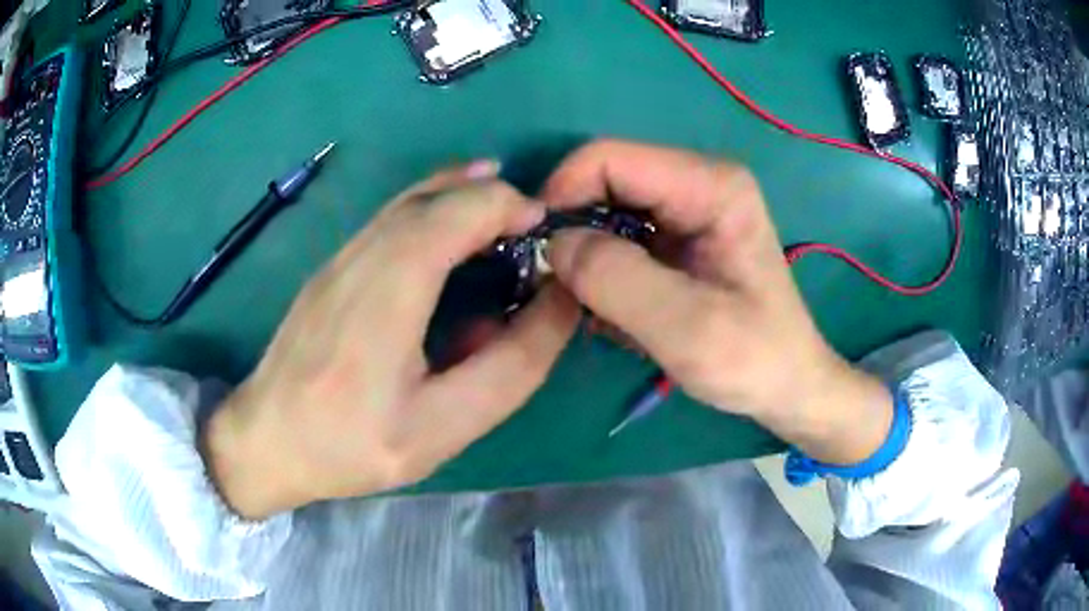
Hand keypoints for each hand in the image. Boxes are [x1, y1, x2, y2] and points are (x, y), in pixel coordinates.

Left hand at [203, 162, 579, 518]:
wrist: (264, 440)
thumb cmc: (350, 445)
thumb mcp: (442, 428)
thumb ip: (510, 367)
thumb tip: (557, 303)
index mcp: (386, 295)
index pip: (453, 215)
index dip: (505, 207)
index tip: (545, 230)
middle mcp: (358, 258)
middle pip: (431, 197)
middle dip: (488, 197)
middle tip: (530, 227)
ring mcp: (337, 258)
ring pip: (406, 201)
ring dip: (459, 195)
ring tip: (502, 215)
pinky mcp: (329, 268)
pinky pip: (388, 219)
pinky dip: (430, 209)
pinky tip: (449, 232)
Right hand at [543, 140, 891, 463]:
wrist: (787, 383)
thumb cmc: (753, 359)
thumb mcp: (687, 328)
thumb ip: (618, 280)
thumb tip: (554, 245)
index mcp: (710, 186)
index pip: (609, 159)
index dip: (563, 193)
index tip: (537, 249)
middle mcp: (698, 182)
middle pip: (605, 180)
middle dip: (572, 227)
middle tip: (560, 286)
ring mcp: (688, 207)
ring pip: (607, 209)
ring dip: (587, 254)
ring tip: (593, 306)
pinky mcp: (679, 234)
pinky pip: (620, 235)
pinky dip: (604, 268)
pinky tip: (615, 309)